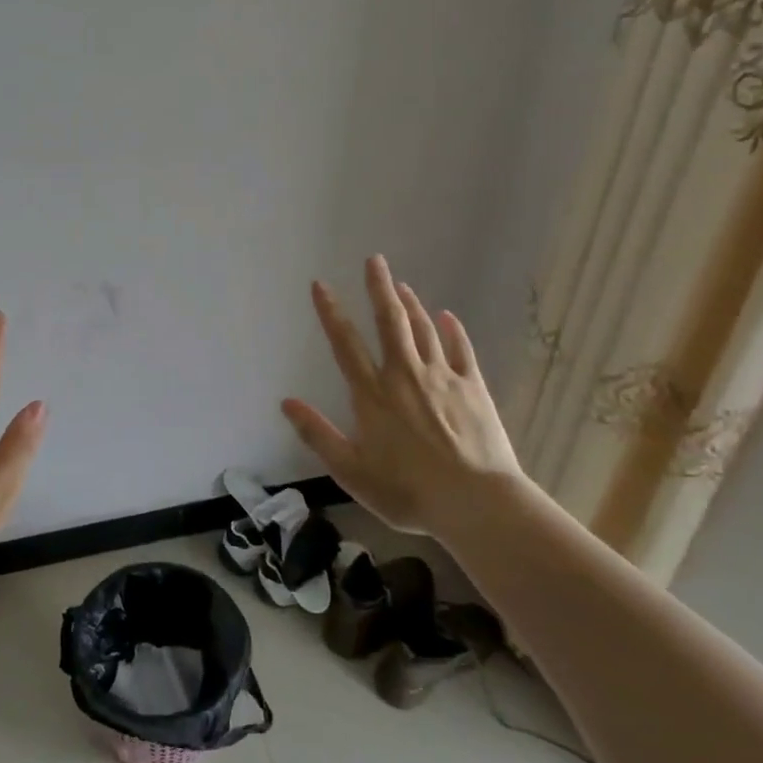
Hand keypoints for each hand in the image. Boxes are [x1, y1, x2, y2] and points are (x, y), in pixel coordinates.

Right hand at [282, 255, 522, 536]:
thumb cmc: (407, 491)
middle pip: (390, 322)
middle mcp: (405, 376)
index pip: (345, 344)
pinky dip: (453, 330)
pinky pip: (462, 350)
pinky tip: (448, 316)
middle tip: (375, 260)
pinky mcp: (474, 388)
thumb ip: (317, 433)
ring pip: (424, 330)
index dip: (331, 312)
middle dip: (380, 288)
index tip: (321, 285)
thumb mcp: (350, 470)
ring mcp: (443, 378)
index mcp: (372, 395)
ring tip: (401, 284)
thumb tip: (286, 402)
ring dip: (411, 304)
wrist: (476, 502)